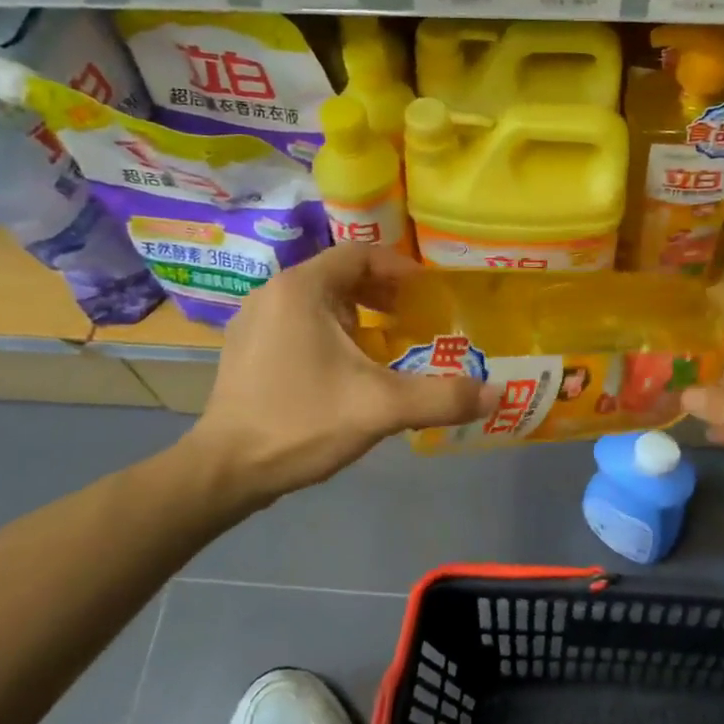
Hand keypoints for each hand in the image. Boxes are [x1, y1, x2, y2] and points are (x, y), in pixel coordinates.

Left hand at [188, 245, 495, 503]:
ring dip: (357, 318)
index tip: (428, 294)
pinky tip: (346, 373)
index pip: (360, 254)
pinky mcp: (246, 351)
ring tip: (387, 347)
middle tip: (415, 321)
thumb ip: (442, 397)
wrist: (224, 470)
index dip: (400, 269)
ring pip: (318, 304)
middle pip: (339, 277)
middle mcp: (274, 294)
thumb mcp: (381, 408)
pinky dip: (330, 335)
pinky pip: (299, 326)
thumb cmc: (302, 422)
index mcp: (302, 289)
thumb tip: (498, 394)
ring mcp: (254, 323)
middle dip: (382, 295)